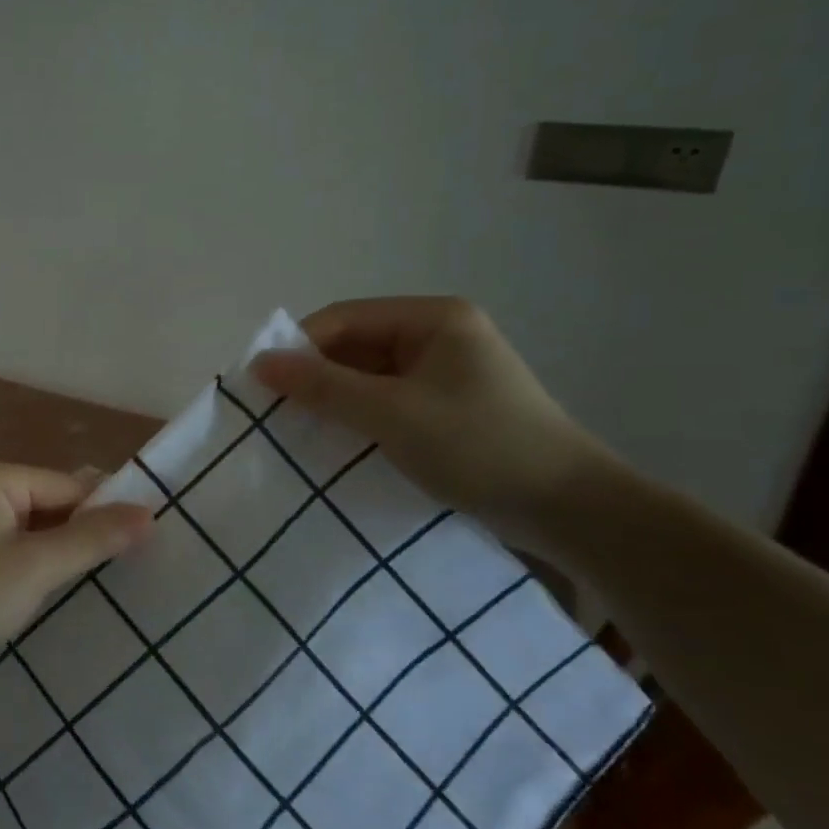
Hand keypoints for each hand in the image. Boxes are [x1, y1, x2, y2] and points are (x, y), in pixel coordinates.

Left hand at [0, 462, 151, 680]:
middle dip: (84, 532)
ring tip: (99, 581)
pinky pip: (16, 546)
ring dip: (62, 551)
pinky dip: (37, 564)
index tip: (145, 543)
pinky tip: (55, 589)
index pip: (69, 486)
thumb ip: (92, 539)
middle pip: (53, 503)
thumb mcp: (36, 566)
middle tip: (128, 566)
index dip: (106, 512)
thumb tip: (150, 513)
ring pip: (36, 528)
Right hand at [251, 297, 614, 545]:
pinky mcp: (448, 406)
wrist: (569, 510)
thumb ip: (322, 386)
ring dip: (334, 400)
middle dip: (315, 376)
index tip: (262, 385)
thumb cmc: (478, 446)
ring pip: (368, 376)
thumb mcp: (391, 414)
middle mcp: (439, 335)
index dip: (298, 347)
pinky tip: (337, 441)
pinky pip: (387, 400)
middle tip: (275, 412)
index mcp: (433, 318)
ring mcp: (446, 372)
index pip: (344, 319)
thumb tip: (259, 363)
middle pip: (355, 346)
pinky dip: (359, 417)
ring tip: (298, 429)